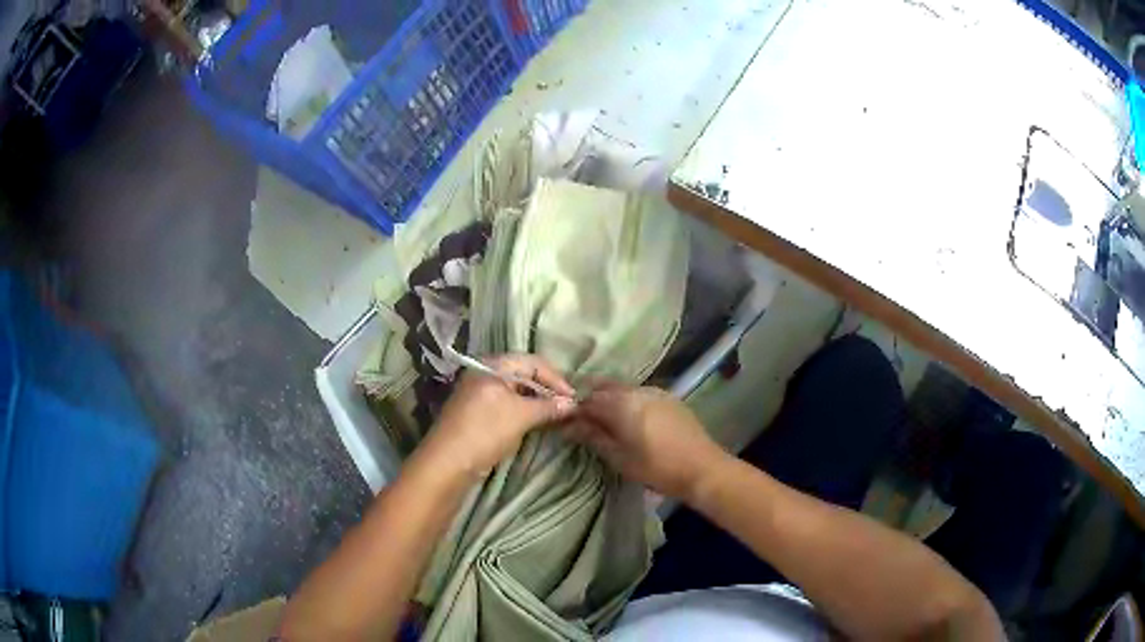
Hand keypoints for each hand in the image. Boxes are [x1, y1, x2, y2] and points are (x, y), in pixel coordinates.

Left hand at [419, 354, 576, 479]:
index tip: (574, 398)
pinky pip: (508, 407)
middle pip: (524, 375)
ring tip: (557, 418)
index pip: (533, 362)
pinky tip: (537, 424)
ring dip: (537, 404)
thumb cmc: (485, 431)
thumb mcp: (520, 416)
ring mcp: (480, 395)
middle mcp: (485, 374)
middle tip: (568, 408)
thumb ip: (548, 407)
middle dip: (547, 390)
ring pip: (517, 393)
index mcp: (492, 365)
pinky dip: (524, 413)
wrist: (448, 463)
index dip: (556, 378)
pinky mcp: (478, 415)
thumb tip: (573, 403)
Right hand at [570, 384, 729, 500]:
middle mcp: (637, 390)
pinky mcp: (669, 398)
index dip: (574, 410)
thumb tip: (568, 426)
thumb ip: (593, 437)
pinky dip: (627, 401)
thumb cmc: (656, 467)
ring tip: (605, 422)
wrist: (702, 467)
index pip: (587, 399)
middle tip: (583, 422)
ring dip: (609, 399)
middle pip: (605, 388)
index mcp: (621, 403)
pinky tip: (629, 419)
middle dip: (591, 400)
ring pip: (623, 389)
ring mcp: (655, 391)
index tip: (566, 424)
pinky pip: (639, 393)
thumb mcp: (619, 457)